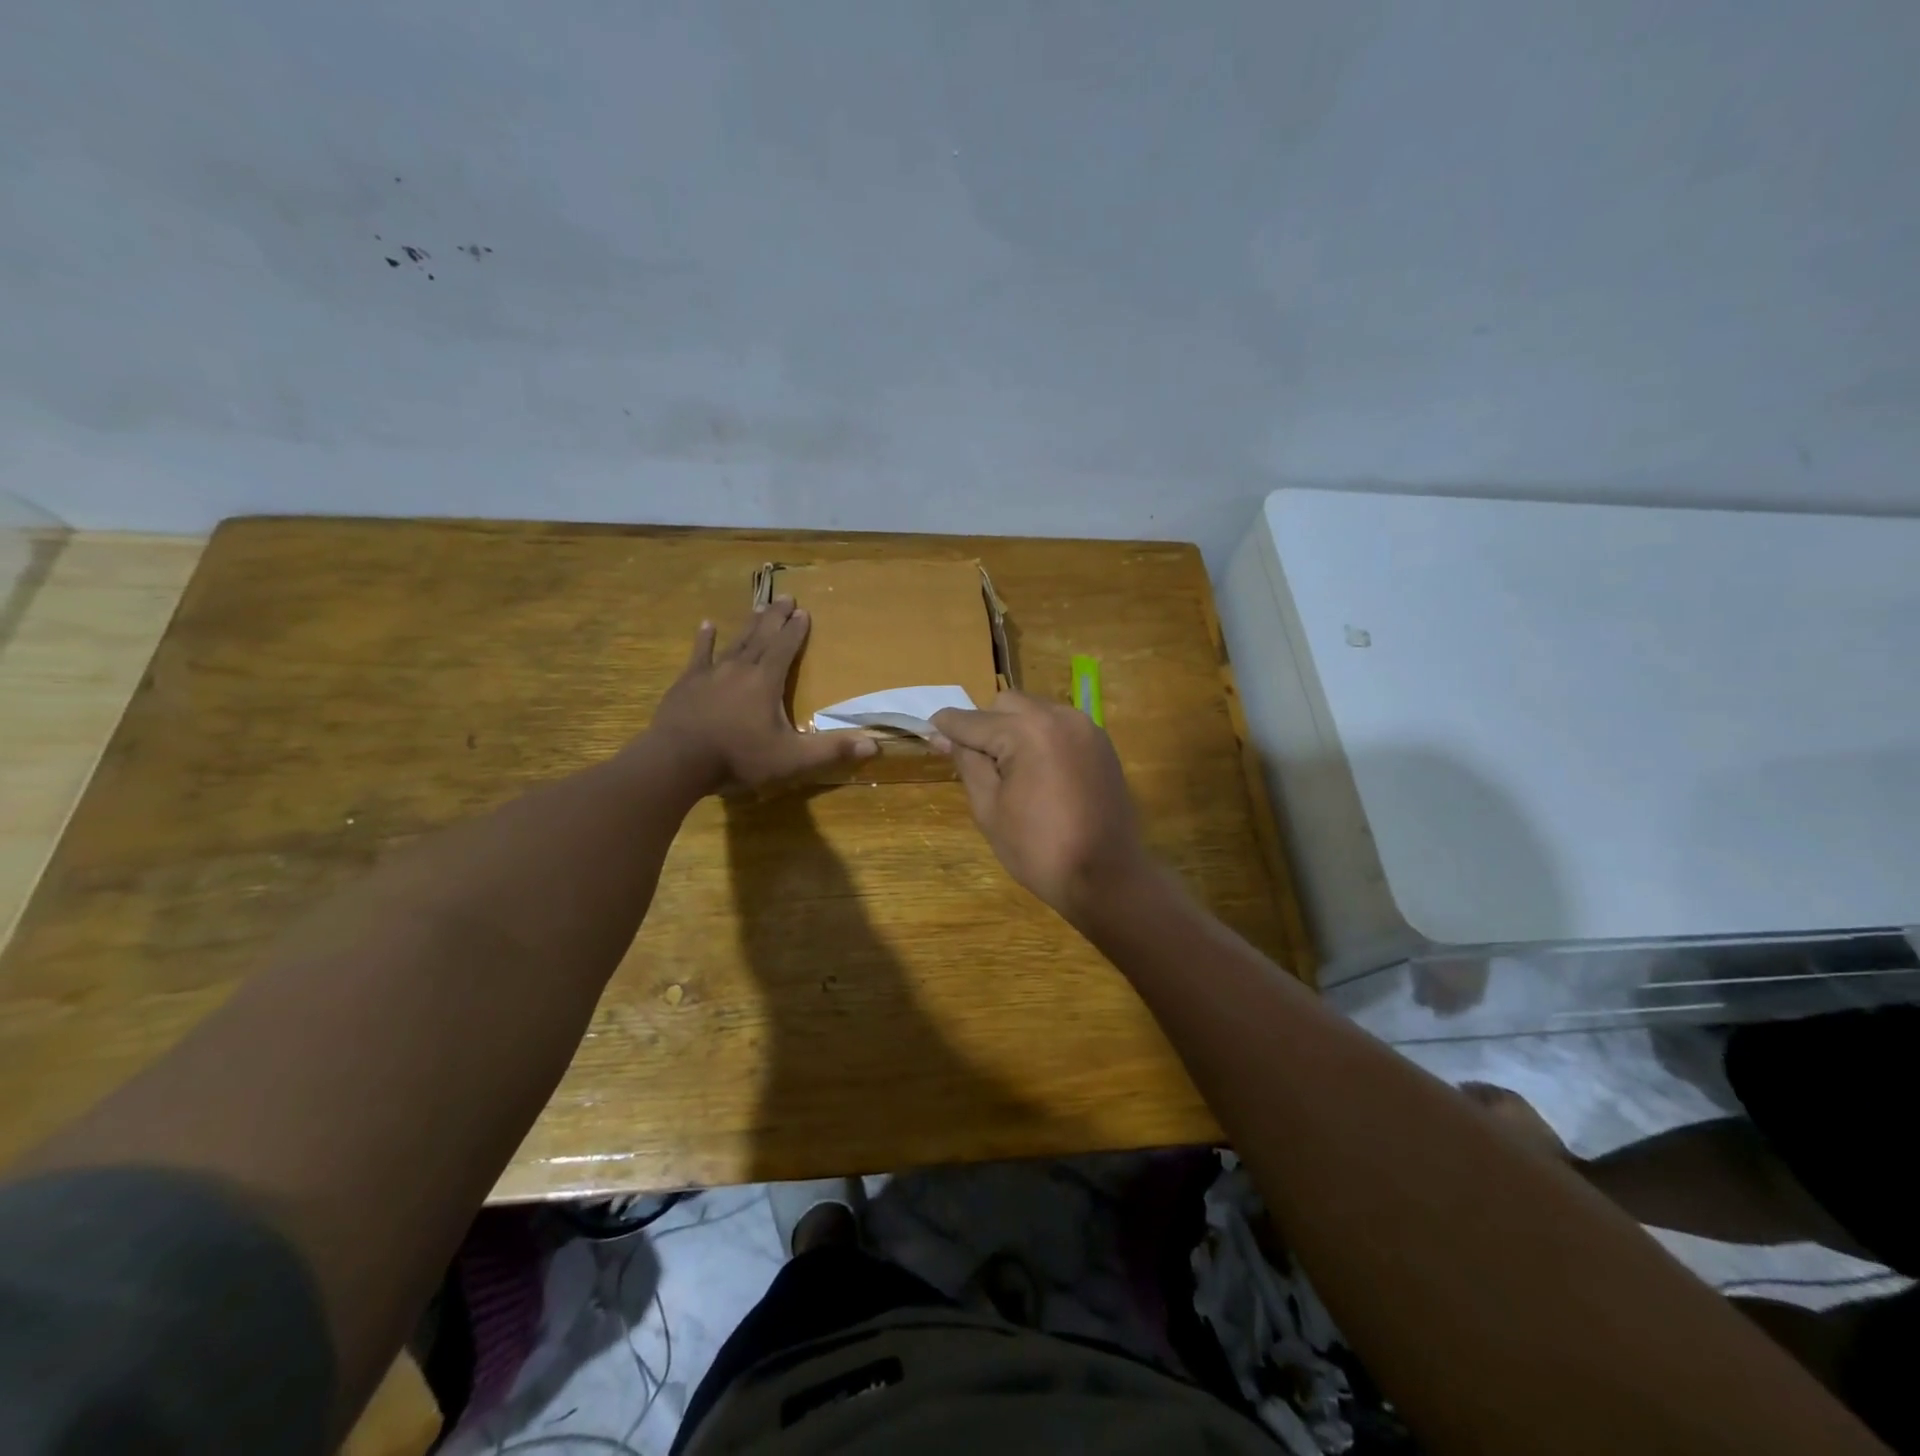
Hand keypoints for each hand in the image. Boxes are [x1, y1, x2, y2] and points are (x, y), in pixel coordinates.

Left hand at [647, 599, 875, 793]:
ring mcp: (710, 673)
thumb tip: (874, 744)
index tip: (805, 612)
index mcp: (766, 682)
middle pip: (762, 636)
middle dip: (776, 617)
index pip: (785, 648)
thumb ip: (831, 750)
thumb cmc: (738, 758)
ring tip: (759, 606)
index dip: (796, 630)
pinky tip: (707, 625)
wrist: (677, 761)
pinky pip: (699, 655)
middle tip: (786, 597)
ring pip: (735, 641)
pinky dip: (705, 639)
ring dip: (749, 624)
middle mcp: (740, 668)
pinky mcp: (687, 683)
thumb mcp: (791, 759)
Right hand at [930, 690, 1151, 922]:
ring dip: (1014, 729)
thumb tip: (945, 735)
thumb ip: (967, 762)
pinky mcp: (1101, 744)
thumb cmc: (1039, 849)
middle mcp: (1059, 716)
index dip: (946, 727)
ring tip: (1010, 771)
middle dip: (985, 725)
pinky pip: (1060, 726)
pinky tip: (1039, 773)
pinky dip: (1041, 738)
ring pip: (1035, 711)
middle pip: (1006, 704)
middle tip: (977, 764)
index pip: (973, 720)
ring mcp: (1086, 728)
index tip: (929, 732)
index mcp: (1028, 731)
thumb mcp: (989, 808)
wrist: (1107, 877)